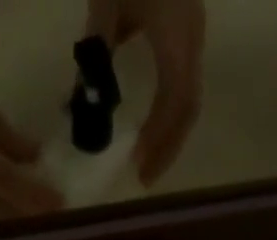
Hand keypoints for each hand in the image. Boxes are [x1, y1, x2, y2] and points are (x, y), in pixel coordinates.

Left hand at [87, 0, 205, 183]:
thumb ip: (97, 51)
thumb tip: (85, 106)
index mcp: (176, 32)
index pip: (176, 99)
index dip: (159, 137)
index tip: (136, 165)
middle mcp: (191, 35)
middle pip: (188, 106)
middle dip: (168, 146)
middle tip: (143, 176)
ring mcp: (192, 29)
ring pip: (188, 95)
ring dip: (168, 132)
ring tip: (145, 159)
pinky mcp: (184, 26)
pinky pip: (180, 80)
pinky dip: (165, 111)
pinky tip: (146, 126)